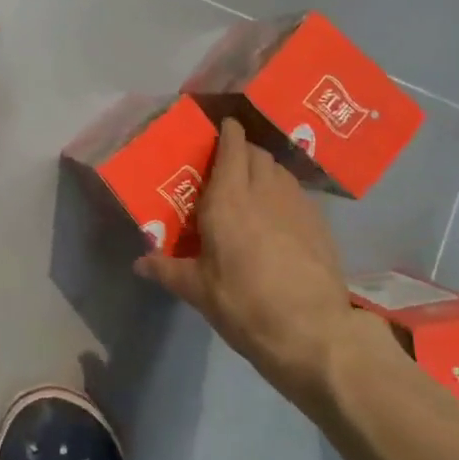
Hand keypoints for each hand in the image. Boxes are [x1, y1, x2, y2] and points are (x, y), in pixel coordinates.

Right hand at [135, 119, 372, 409]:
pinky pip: (297, 193)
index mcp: (227, 200)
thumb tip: (139, 263)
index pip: (232, 148)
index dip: (228, 132)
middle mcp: (263, 191)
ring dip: (265, 169)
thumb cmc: (245, 305)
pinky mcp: (319, 223)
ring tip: (253, 187)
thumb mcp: (199, 291)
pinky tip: (278, 216)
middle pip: (257, 153)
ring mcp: (296, 204)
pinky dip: (284, 192)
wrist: (313, 332)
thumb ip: (167, 270)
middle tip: (228, 164)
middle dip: (243, 150)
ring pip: (279, 170)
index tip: (222, 127)